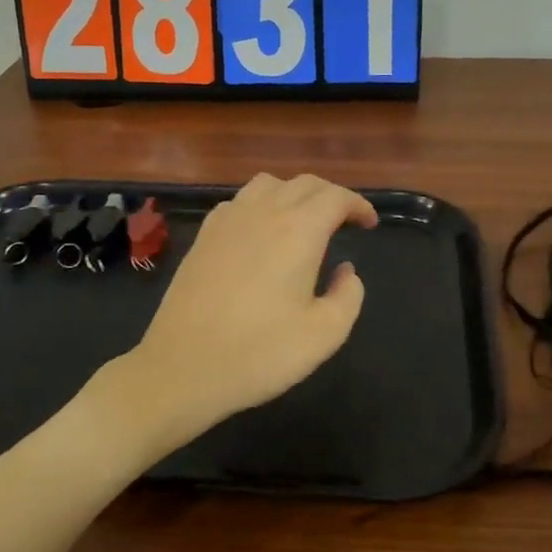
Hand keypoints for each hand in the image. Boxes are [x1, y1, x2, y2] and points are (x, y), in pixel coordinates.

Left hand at [113, 173, 376, 450]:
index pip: (335, 197)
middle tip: (344, 222)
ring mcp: (227, 221)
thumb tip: (345, 271)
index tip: (369, 224)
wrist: (183, 368)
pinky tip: (261, 233)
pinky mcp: (203, 236)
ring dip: (294, 194)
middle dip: (331, 196)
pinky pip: (239, 202)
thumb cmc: (259, 354)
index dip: (358, 205)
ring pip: (268, 184)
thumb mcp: (324, 334)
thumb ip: (348, 296)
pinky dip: (261, 204)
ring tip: (304, 221)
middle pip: (304, 183)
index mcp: (298, 231)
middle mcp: (263, 213)